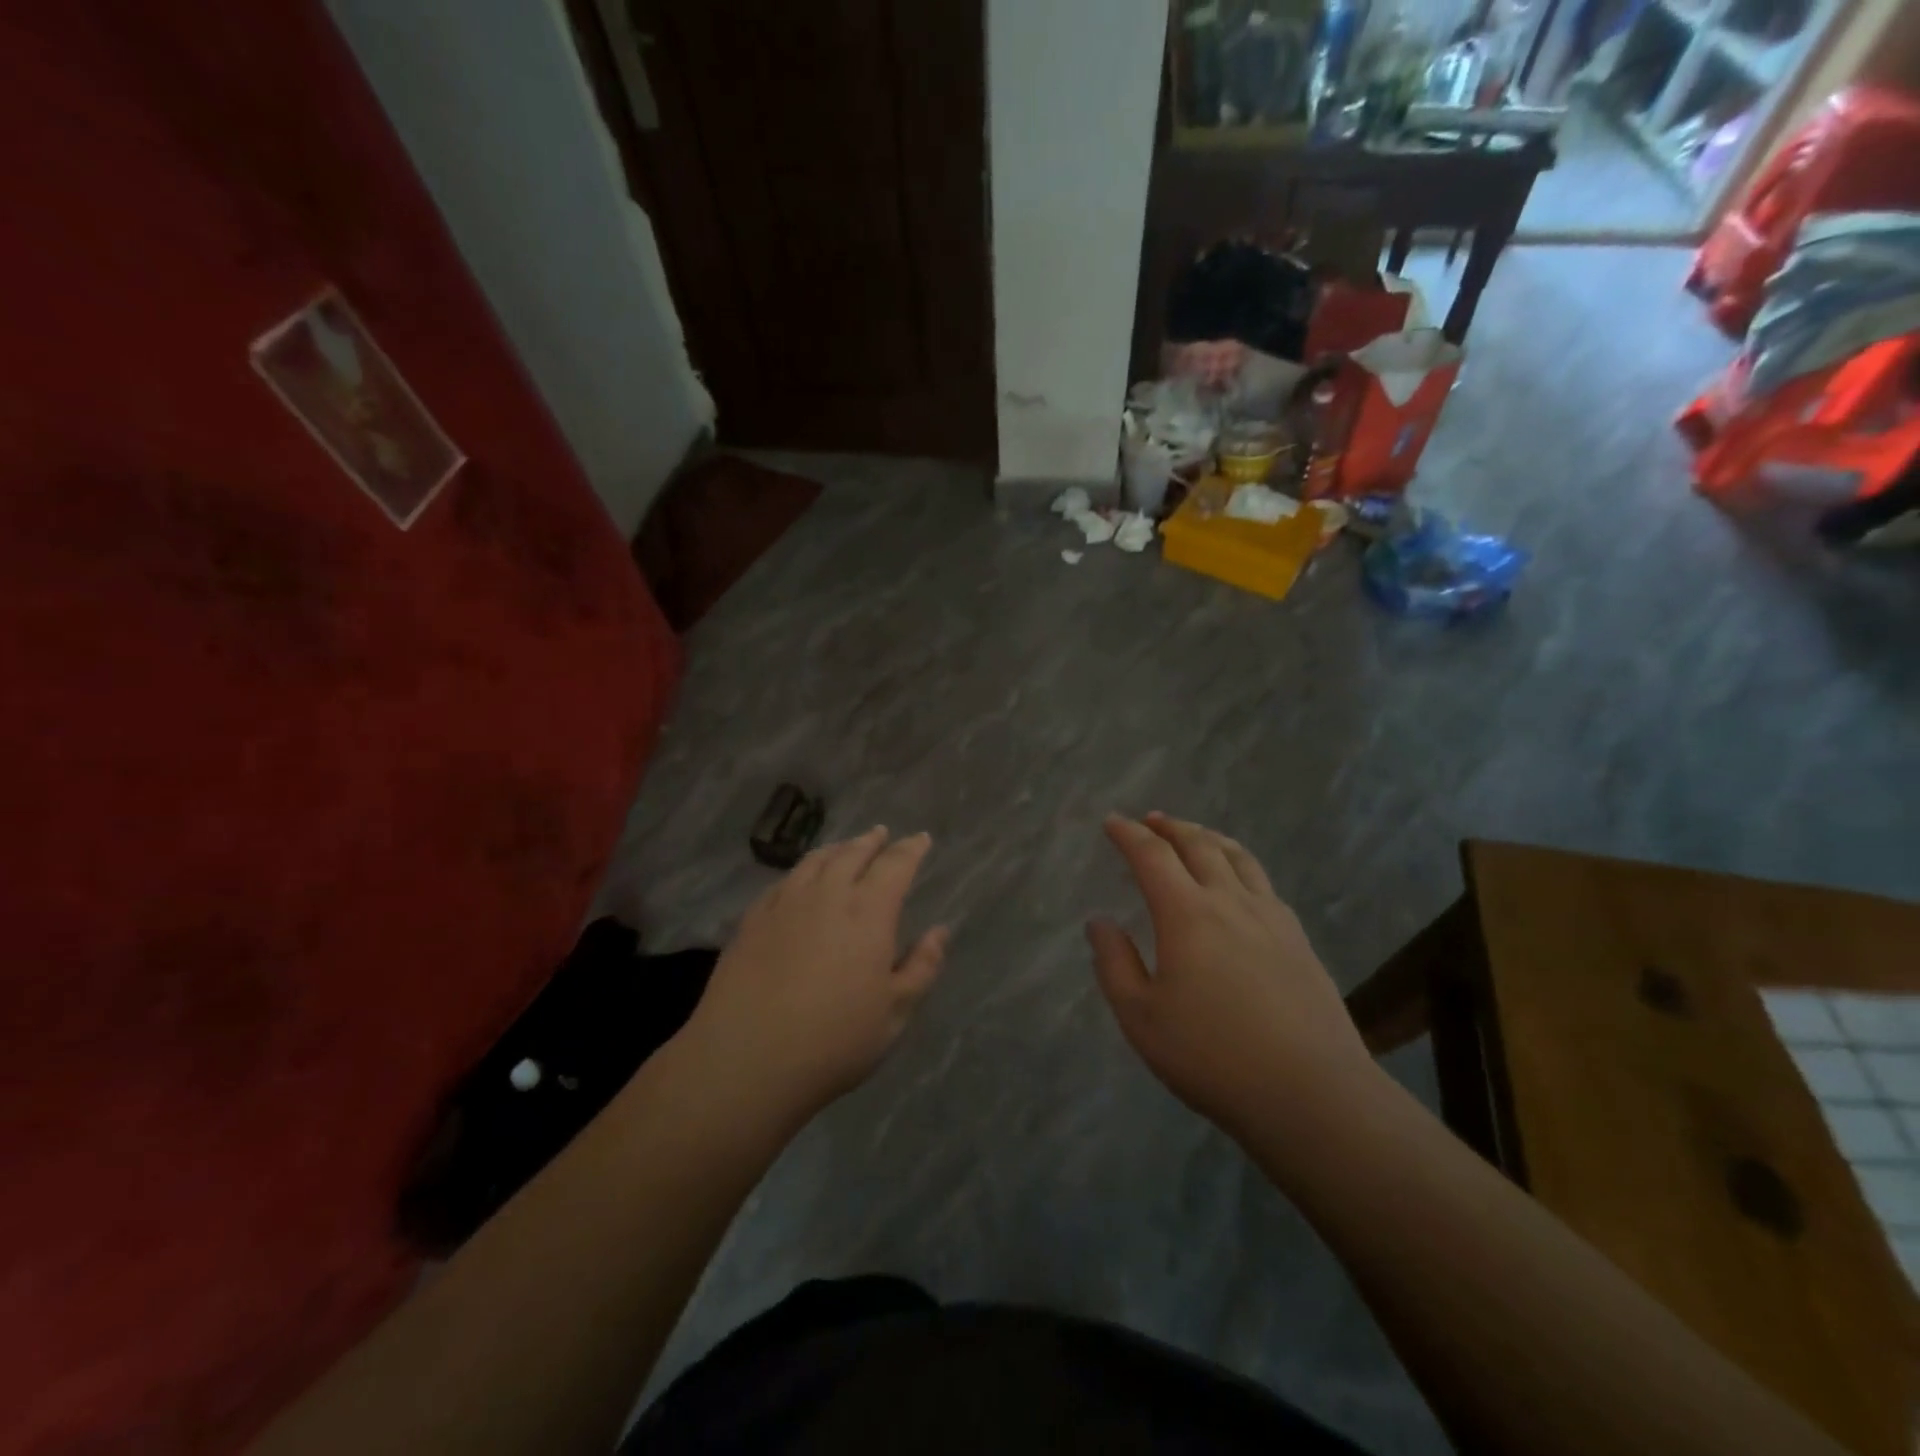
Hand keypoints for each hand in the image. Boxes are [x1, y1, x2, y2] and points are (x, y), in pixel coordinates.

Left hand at [682, 827, 948, 1118]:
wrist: (746, 1059)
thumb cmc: (834, 1041)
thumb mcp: (894, 1013)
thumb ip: (921, 967)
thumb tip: (939, 931)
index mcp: (868, 912)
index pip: (895, 865)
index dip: (911, 849)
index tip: (921, 839)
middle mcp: (827, 895)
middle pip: (852, 854)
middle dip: (872, 841)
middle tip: (882, 834)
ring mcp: (785, 904)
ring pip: (815, 861)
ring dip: (837, 849)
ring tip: (845, 848)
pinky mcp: (752, 920)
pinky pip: (783, 881)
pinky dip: (802, 871)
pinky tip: (800, 880)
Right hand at [1088, 813, 1376, 1139]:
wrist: (1311, 1093)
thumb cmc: (1212, 1056)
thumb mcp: (1141, 1017)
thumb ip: (1114, 964)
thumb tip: (1099, 922)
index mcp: (1186, 914)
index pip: (1151, 855)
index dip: (1128, 834)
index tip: (1111, 822)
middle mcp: (1230, 901)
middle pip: (1198, 845)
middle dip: (1169, 827)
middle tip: (1151, 820)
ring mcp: (1271, 918)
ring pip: (1238, 857)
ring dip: (1209, 838)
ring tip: (1195, 835)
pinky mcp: (1299, 939)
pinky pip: (1264, 883)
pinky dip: (1240, 865)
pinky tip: (1240, 884)